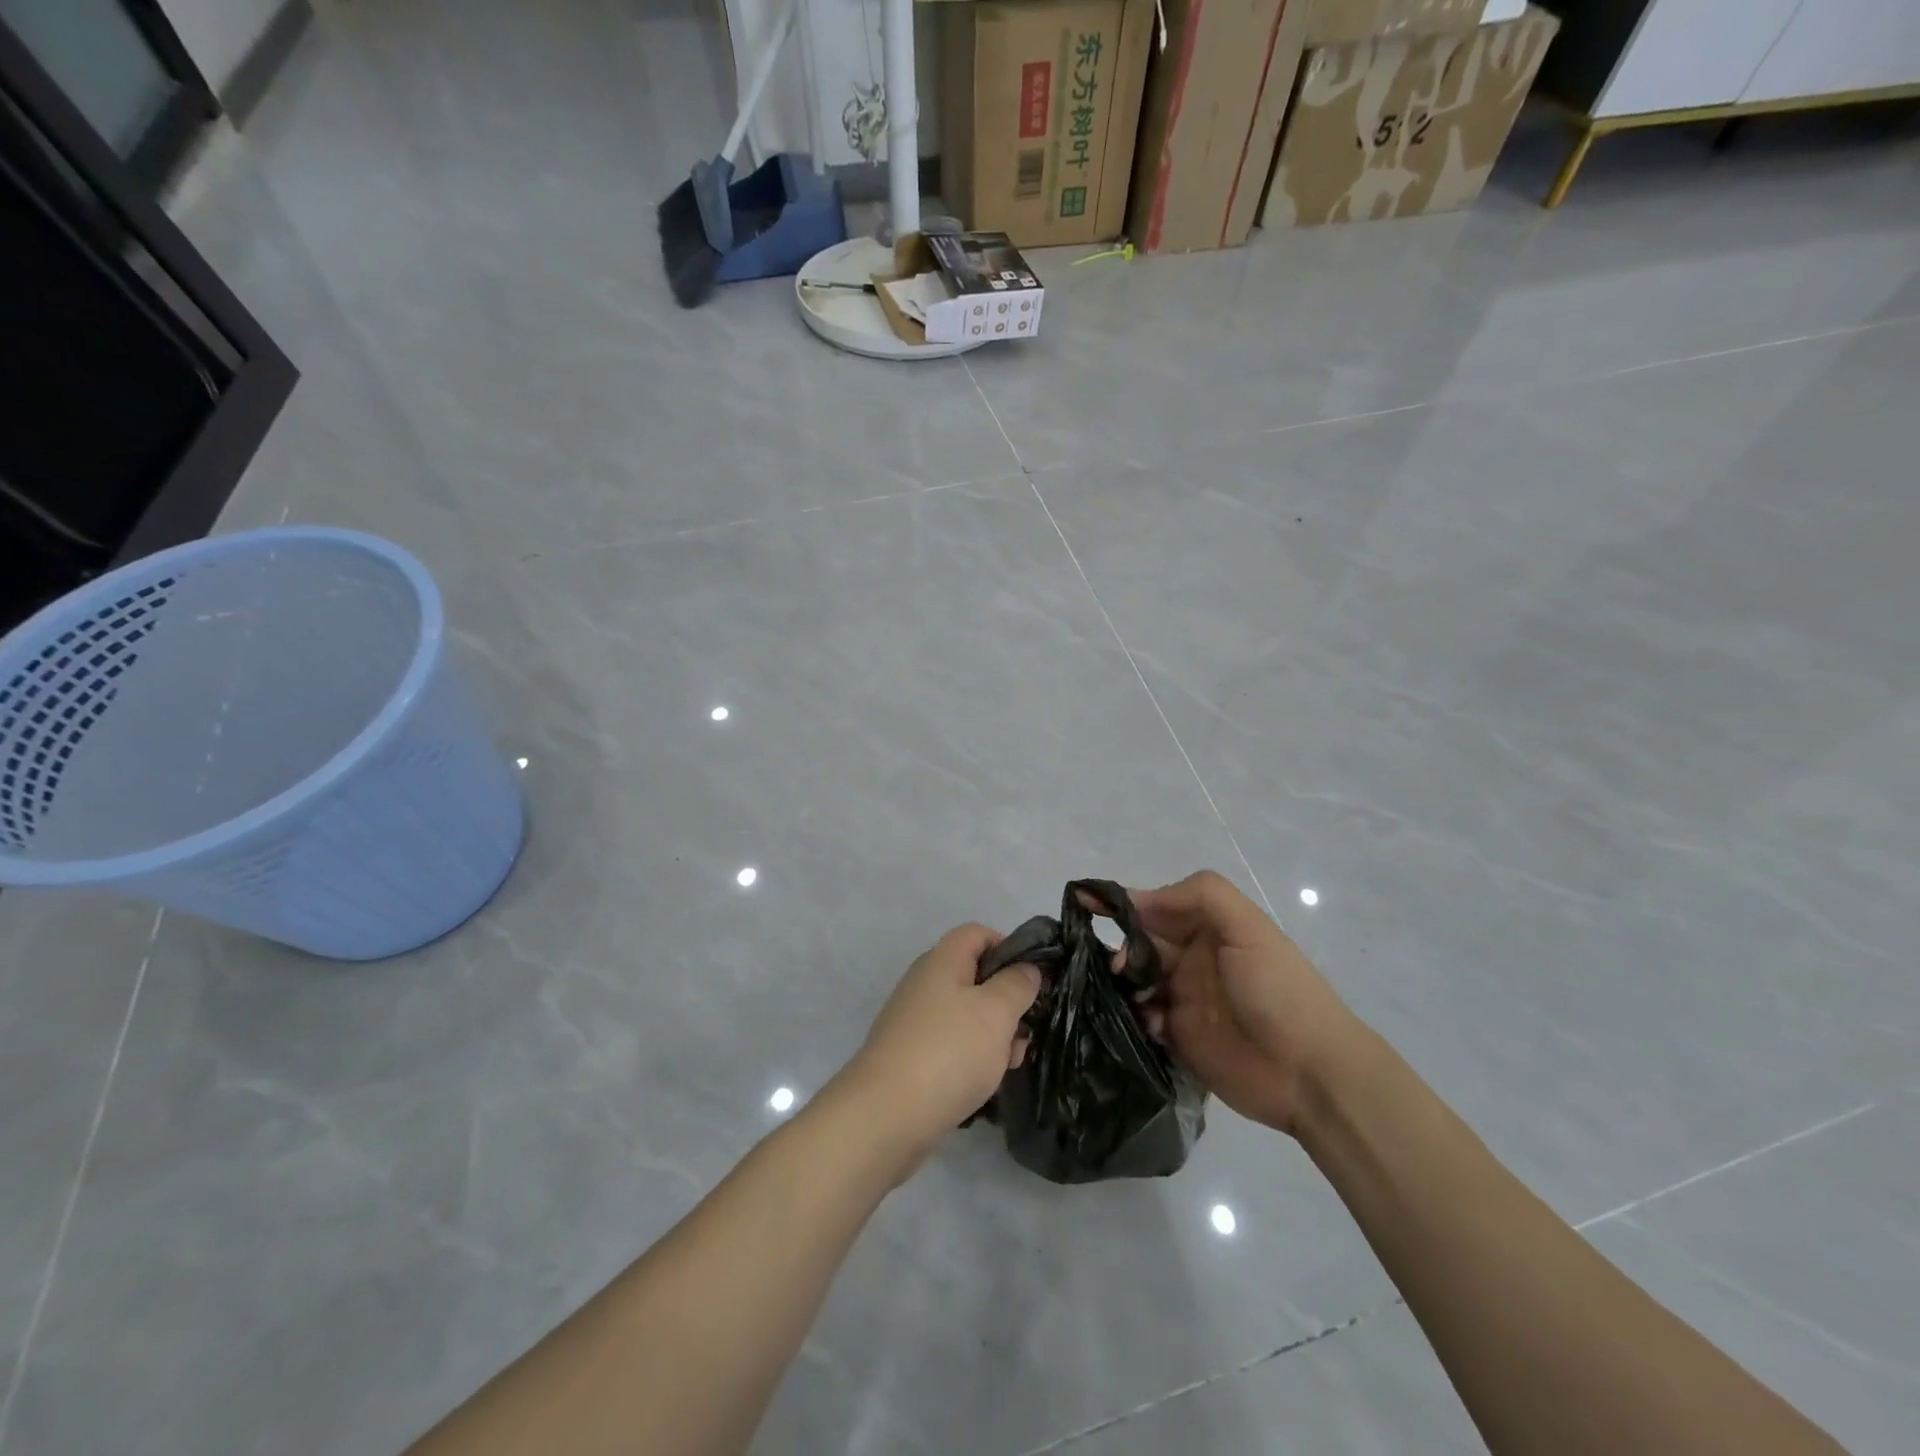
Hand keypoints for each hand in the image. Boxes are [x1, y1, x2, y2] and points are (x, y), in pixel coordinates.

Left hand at [847, 924, 1040, 1162]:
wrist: (886, 1116)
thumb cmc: (948, 1051)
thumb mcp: (996, 1012)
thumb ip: (1017, 985)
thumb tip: (1027, 968)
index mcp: (942, 960)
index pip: (978, 933)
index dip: (1009, 948)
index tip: (1031, 980)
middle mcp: (925, 983)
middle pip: (975, 977)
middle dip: (1006, 1003)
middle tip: (1024, 1033)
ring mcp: (915, 1020)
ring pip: (967, 1015)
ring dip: (994, 1036)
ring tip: (1009, 1064)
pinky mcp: (911, 1055)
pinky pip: (951, 1044)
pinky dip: (972, 1058)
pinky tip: (984, 1084)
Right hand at [1134, 871, 1357, 1137]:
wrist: (1310, 1073)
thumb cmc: (1278, 990)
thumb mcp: (1248, 927)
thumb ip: (1200, 895)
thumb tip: (1139, 900)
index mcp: (1209, 929)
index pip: (1156, 907)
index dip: (1122, 903)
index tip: (1082, 900)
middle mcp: (1193, 959)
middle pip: (1140, 943)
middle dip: (1121, 948)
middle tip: (1117, 968)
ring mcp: (1184, 999)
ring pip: (1135, 981)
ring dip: (1123, 984)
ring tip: (1130, 997)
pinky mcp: (1178, 1038)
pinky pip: (1141, 1018)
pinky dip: (1135, 1017)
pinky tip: (1150, 1024)